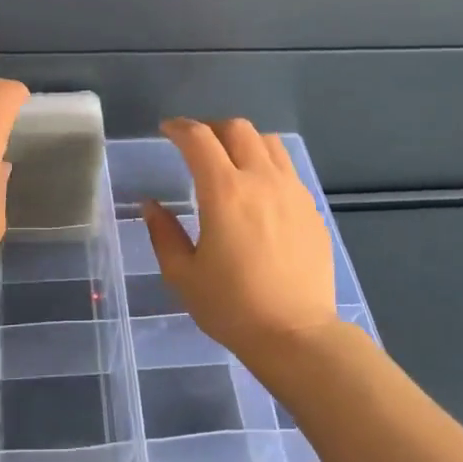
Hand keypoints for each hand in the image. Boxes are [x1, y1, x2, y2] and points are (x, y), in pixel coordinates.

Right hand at [144, 118, 338, 361]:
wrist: (296, 334)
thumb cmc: (232, 307)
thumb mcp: (183, 275)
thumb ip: (163, 233)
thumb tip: (151, 205)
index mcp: (224, 192)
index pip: (199, 139)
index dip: (179, 128)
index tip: (167, 130)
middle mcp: (261, 180)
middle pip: (238, 129)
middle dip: (211, 128)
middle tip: (196, 145)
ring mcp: (292, 191)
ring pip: (269, 142)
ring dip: (243, 141)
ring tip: (230, 160)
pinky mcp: (311, 208)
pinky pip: (288, 169)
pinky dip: (267, 164)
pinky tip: (258, 191)